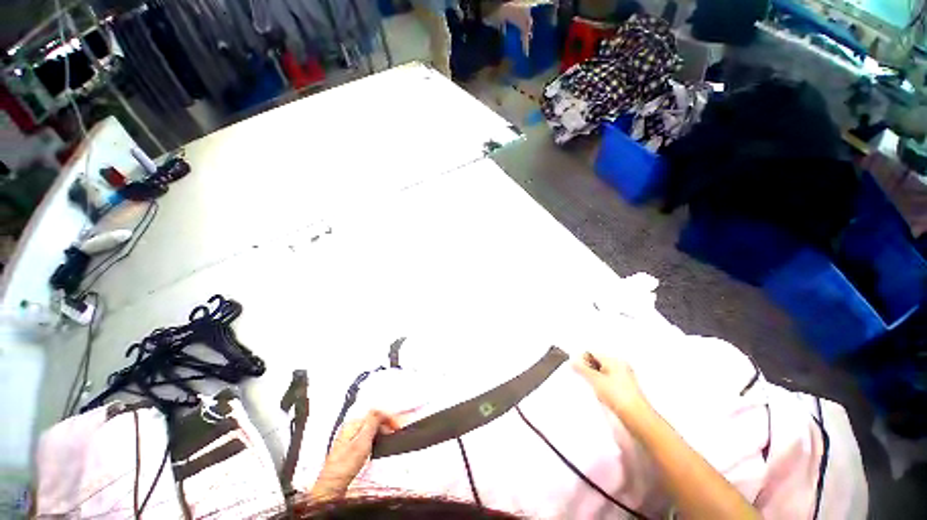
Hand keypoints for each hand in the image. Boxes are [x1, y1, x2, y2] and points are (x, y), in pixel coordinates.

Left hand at [309, 410, 400, 499]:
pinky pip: (367, 436)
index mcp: (353, 423)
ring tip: (389, 439)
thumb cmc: (346, 465)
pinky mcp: (350, 447)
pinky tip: (377, 445)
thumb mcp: (363, 441)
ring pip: (371, 428)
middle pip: (373, 419)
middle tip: (395, 432)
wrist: (332, 485)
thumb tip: (380, 410)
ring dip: (381, 431)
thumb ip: (372, 423)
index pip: (375, 413)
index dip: (388, 417)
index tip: (397, 425)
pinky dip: (375, 438)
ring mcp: (349, 437)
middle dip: (386, 424)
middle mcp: (350, 427)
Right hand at [573, 352, 648, 419]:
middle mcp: (620, 367)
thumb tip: (573, 361)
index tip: (577, 369)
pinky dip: (601, 388)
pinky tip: (601, 397)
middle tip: (586, 380)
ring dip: (594, 381)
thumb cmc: (618, 396)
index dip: (582, 359)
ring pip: (601, 374)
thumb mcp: (595, 380)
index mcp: (614, 360)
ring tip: (596, 391)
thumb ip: (582, 369)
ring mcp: (623, 379)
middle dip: (588, 371)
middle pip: (597, 363)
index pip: (592, 352)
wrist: (637, 418)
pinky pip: (607, 384)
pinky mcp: (624, 391)